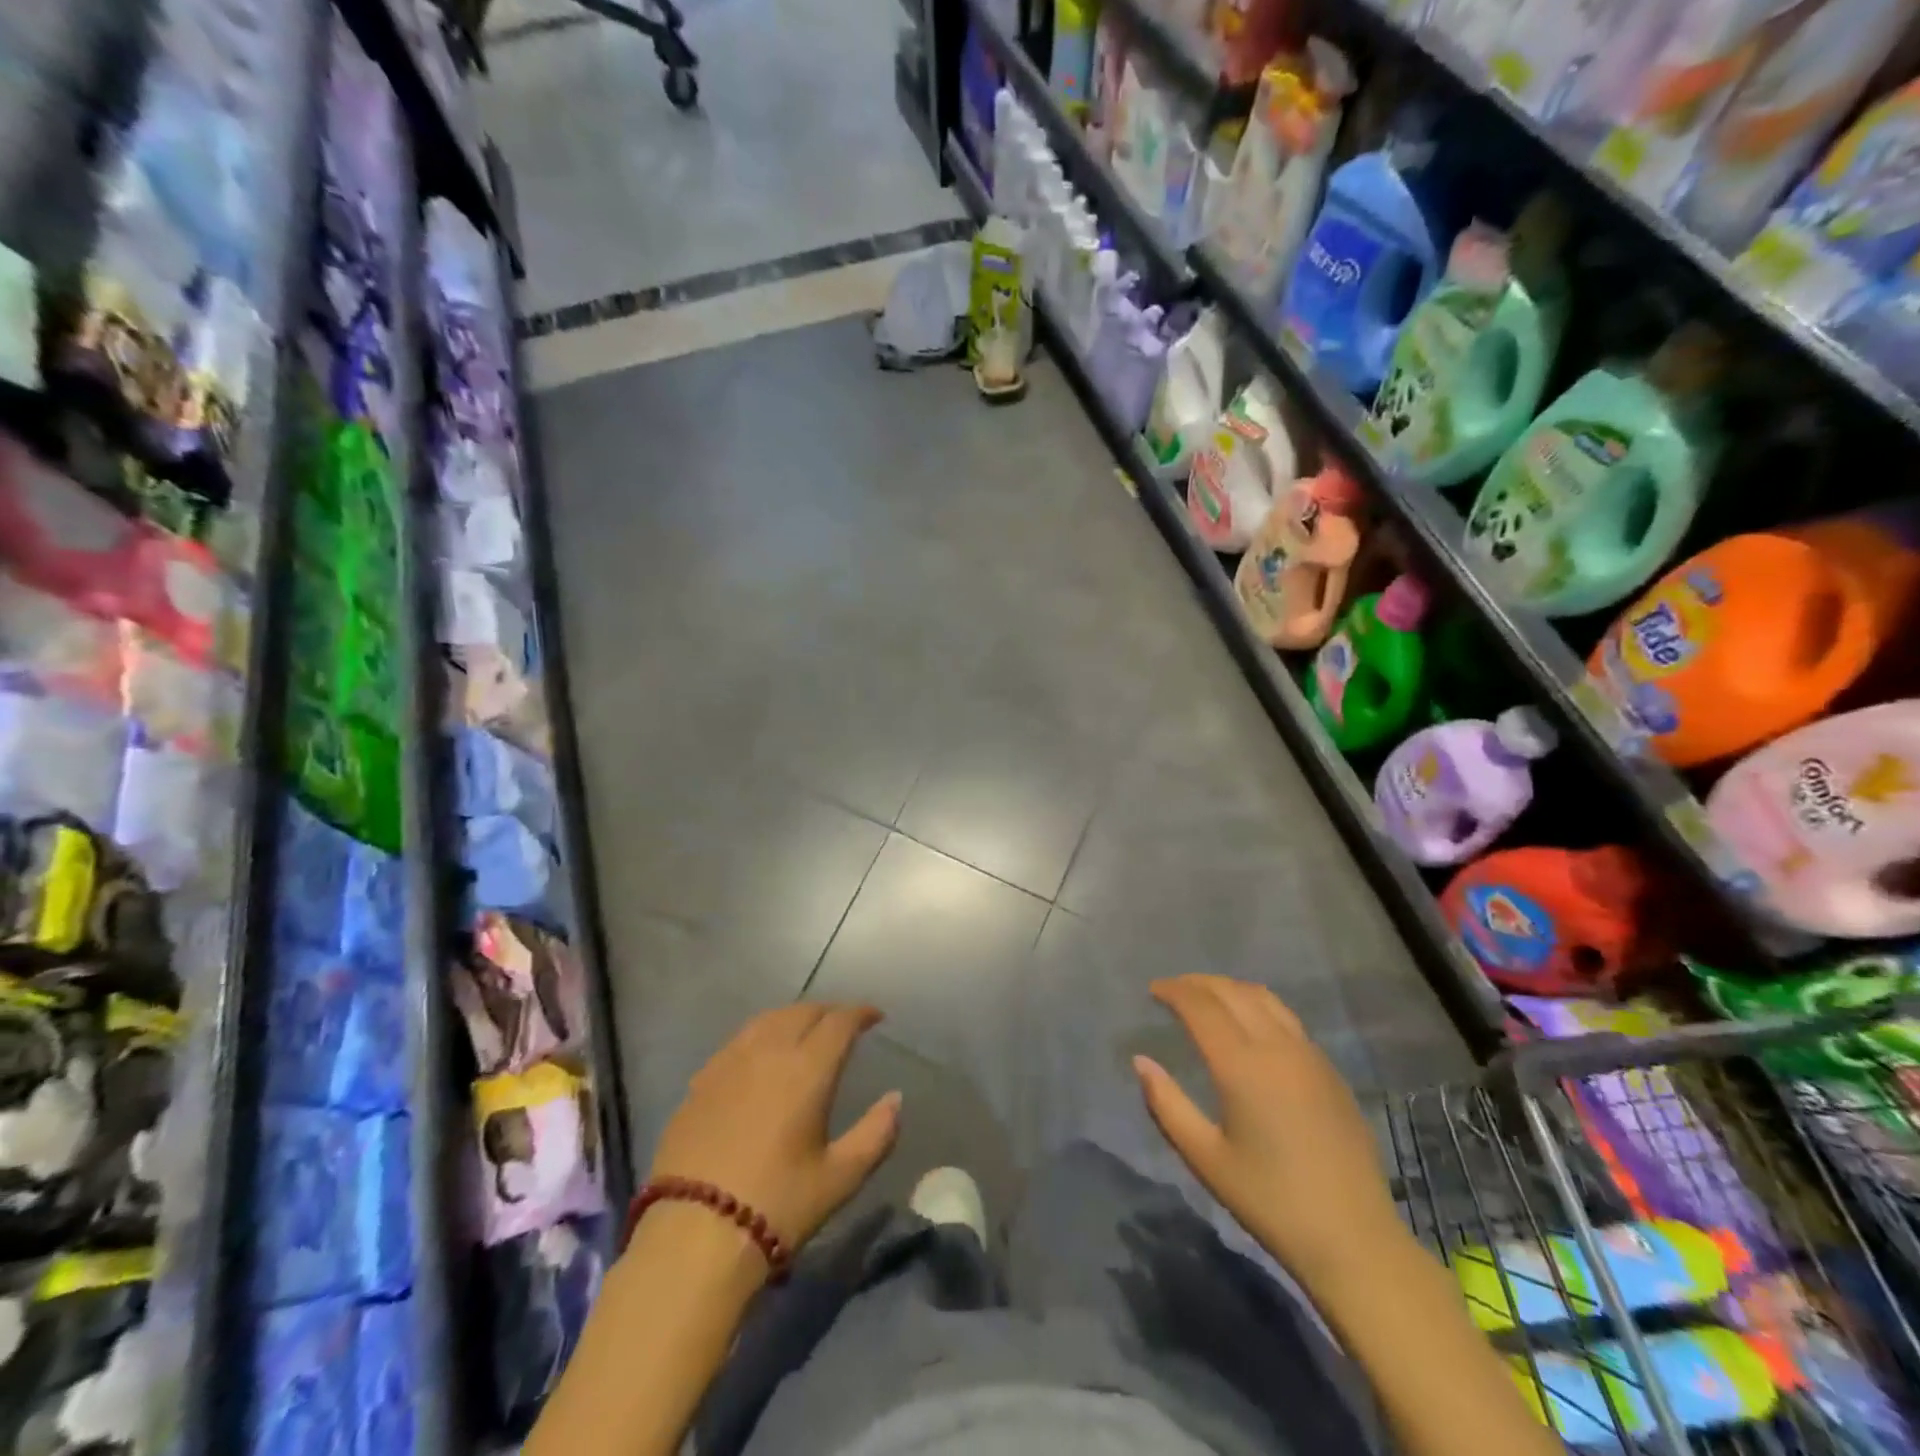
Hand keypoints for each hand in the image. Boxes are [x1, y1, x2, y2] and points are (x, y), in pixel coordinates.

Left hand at [648, 1004, 900, 1253]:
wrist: (692, 1238)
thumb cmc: (777, 1206)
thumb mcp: (840, 1178)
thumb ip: (876, 1133)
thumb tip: (895, 1099)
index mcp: (807, 1069)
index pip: (839, 1022)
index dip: (861, 1013)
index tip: (875, 1017)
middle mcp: (768, 1052)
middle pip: (802, 1011)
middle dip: (828, 1011)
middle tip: (843, 1024)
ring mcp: (728, 1063)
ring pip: (766, 1020)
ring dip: (793, 1017)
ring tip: (804, 1031)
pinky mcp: (700, 1082)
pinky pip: (738, 1041)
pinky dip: (760, 1036)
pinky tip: (760, 1057)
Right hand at [1134, 975, 1405, 1284]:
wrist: (1354, 1239)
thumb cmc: (1269, 1200)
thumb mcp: (1205, 1157)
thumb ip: (1166, 1104)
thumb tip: (1141, 1061)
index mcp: (1241, 1065)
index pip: (1201, 1006)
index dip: (1174, 990)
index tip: (1153, 990)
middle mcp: (1277, 1046)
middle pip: (1232, 992)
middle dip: (1198, 983)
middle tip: (1173, 990)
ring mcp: (1309, 1055)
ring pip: (1264, 998)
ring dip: (1230, 989)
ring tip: (1208, 999)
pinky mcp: (1330, 1071)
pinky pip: (1287, 1018)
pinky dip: (1258, 1006)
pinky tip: (1249, 1027)